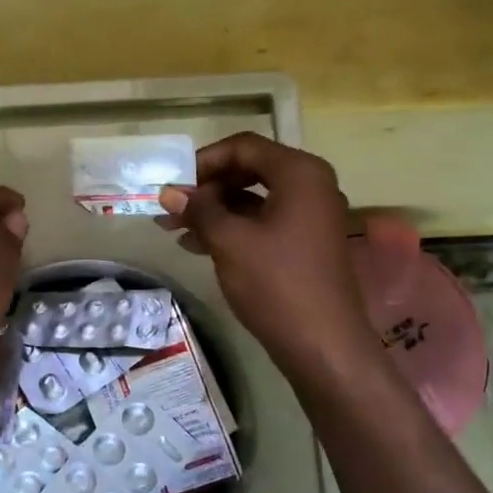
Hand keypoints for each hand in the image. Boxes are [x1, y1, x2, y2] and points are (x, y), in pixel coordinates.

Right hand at [157, 133, 379, 379]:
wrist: (323, 345)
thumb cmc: (276, 283)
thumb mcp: (229, 241)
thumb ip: (199, 210)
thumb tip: (168, 192)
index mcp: (299, 173)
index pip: (244, 146)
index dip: (204, 161)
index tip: (173, 183)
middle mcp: (310, 185)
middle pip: (249, 170)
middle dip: (206, 188)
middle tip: (170, 207)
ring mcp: (310, 215)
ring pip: (253, 199)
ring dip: (213, 211)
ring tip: (173, 229)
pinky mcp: (305, 242)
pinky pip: (263, 222)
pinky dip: (232, 228)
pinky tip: (197, 245)